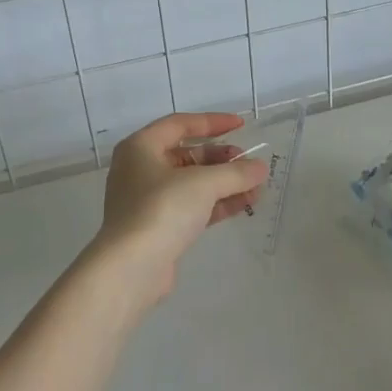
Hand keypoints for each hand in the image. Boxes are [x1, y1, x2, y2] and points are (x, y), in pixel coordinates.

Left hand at [84, 113, 267, 307]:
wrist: (131, 268)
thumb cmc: (162, 210)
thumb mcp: (203, 184)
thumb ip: (235, 172)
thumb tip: (260, 167)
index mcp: (141, 147)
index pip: (180, 124)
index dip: (212, 122)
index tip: (241, 125)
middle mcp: (140, 169)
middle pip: (187, 155)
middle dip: (221, 159)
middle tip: (248, 163)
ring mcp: (148, 200)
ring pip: (192, 183)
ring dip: (224, 183)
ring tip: (256, 186)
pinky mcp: (158, 226)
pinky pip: (192, 206)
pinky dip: (217, 203)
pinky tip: (245, 204)